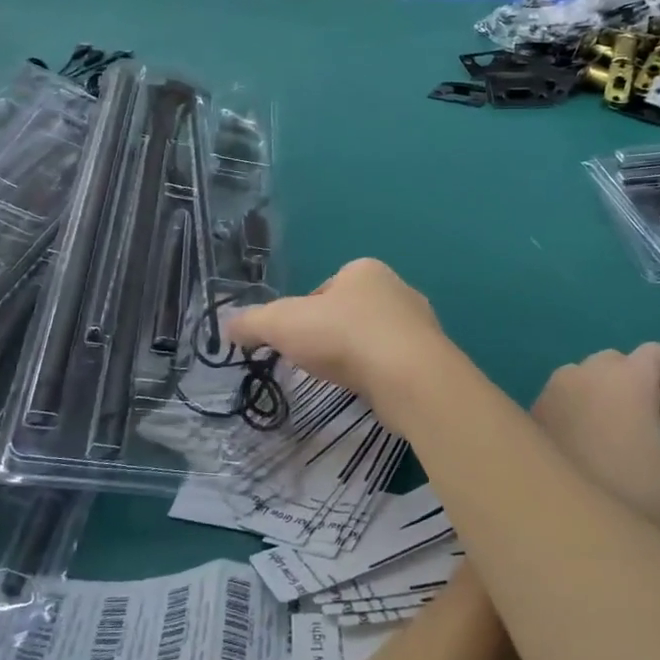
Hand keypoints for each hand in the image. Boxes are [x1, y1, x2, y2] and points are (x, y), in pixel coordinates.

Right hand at [224, 258, 444, 402]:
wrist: (410, 376)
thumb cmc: (344, 336)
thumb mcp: (283, 324)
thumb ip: (253, 322)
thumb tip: (228, 327)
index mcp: (363, 270)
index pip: (322, 290)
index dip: (303, 315)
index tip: (295, 341)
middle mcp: (395, 288)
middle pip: (348, 312)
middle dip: (330, 335)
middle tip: (315, 361)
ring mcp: (418, 322)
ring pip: (373, 337)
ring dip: (356, 355)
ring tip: (342, 378)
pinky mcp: (430, 356)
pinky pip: (394, 361)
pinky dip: (378, 373)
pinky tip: (369, 389)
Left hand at [531, 345, 659, 547]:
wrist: (564, 540)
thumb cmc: (640, 509)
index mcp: (624, 379)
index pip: (657, 355)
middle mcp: (580, 375)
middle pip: (619, 364)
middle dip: (647, 391)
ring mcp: (549, 394)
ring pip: (586, 380)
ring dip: (611, 400)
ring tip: (627, 447)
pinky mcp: (529, 417)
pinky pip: (562, 400)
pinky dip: (582, 414)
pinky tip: (592, 457)